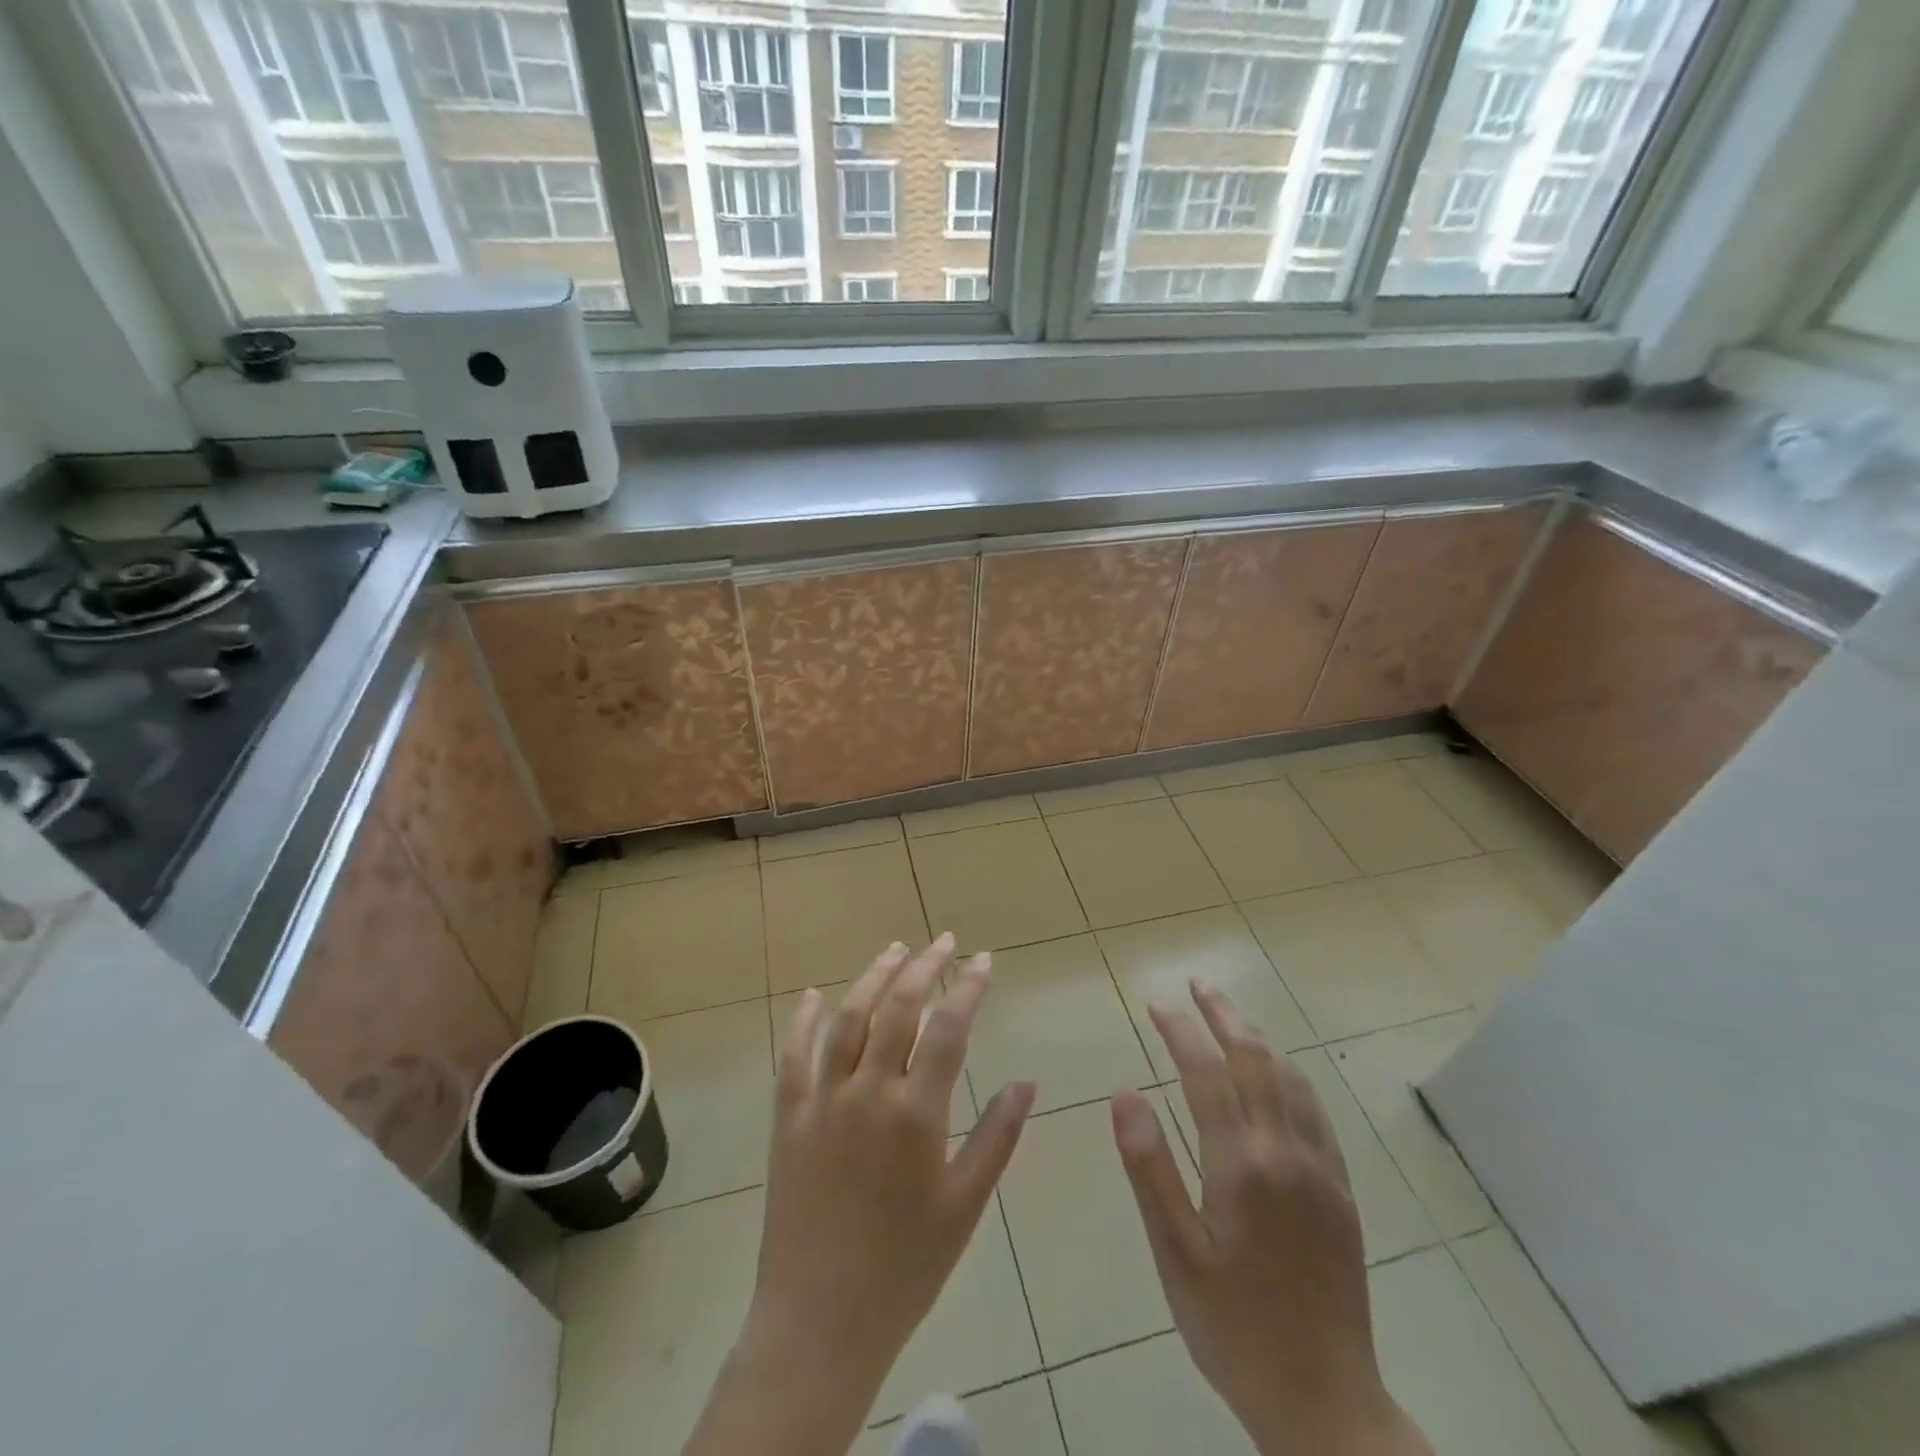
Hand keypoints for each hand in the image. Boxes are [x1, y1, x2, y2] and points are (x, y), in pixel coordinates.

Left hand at [682, 934, 1034, 1455]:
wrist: (821, 1322)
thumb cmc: (905, 1267)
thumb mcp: (965, 1206)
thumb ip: (997, 1137)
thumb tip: (1026, 1081)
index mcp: (916, 1113)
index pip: (949, 1028)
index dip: (968, 987)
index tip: (983, 960)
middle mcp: (868, 1093)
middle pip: (898, 1008)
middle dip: (924, 967)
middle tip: (943, 941)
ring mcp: (822, 1102)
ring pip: (847, 1019)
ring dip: (872, 978)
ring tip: (894, 950)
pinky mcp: (788, 1119)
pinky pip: (792, 1058)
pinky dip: (801, 1022)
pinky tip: (811, 997)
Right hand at [1110, 982, 1430, 1455]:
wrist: (1324, 1402)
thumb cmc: (1232, 1327)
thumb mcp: (1175, 1255)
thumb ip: (1150, 1169)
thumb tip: (1125, 1095)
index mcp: (1241, 1165)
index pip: (1205, 1073)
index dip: (1179, 1031)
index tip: (1156, 1004)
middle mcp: (1286, 1152)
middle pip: (1256, 1060)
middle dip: (1224, 1015)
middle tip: (1197, 985)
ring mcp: (1321, 1170)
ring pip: (1292, 1080)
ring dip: (1259, 1039)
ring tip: (1231, 1019)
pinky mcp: (1342, 1192)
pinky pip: (1316, 1113)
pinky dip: (1291, 1077)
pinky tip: (1279, 1078)